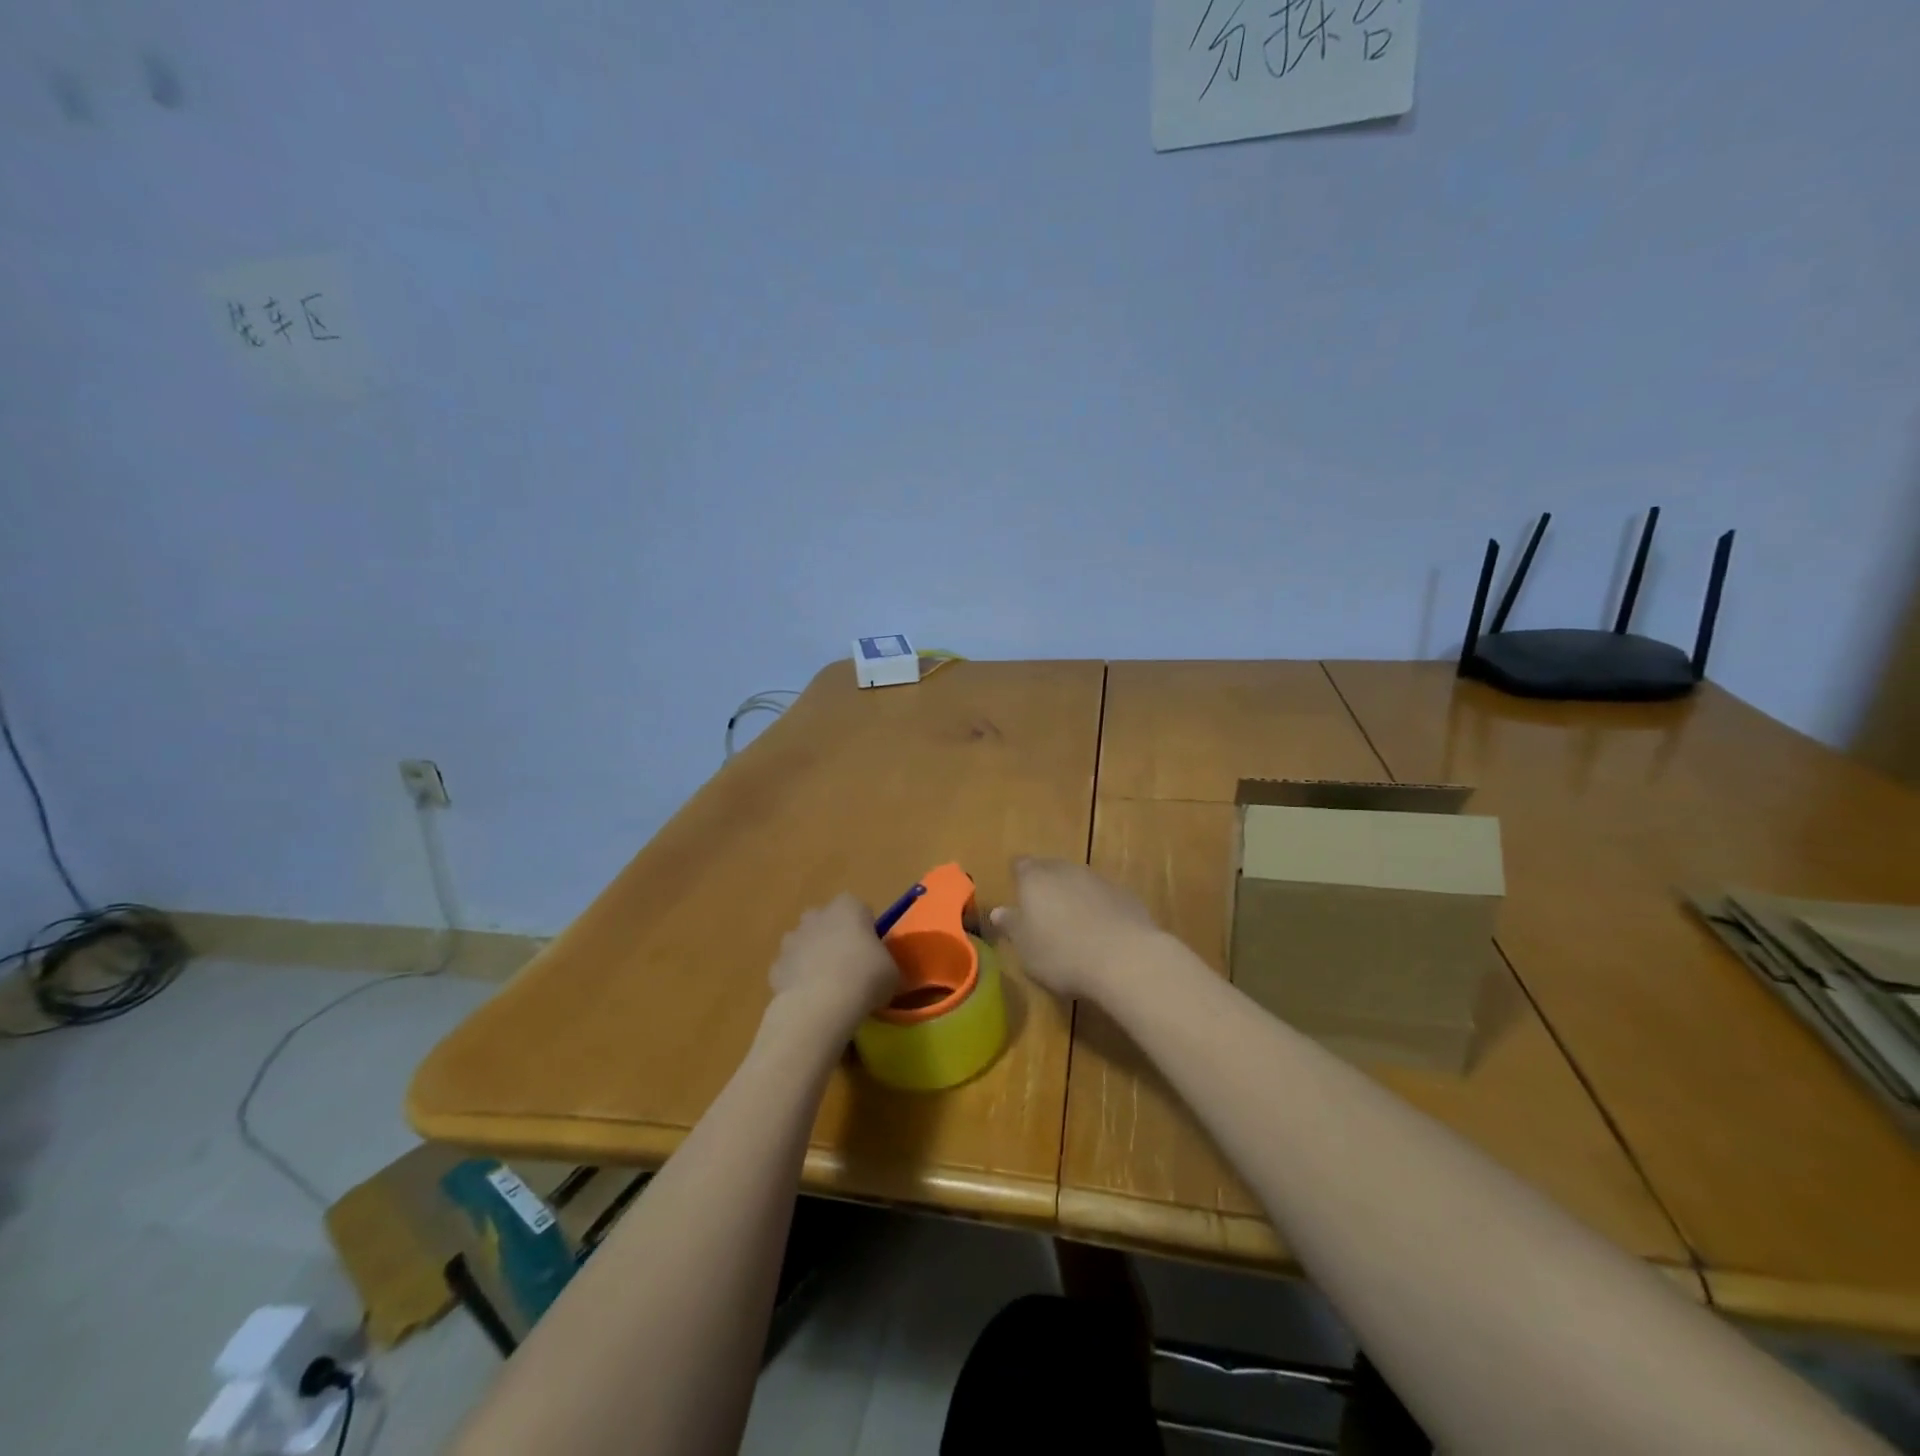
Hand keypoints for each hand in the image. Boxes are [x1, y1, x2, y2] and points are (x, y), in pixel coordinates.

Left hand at [765, 893, 899, 1039]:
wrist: (819, 1006)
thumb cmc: (865, 978)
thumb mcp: (893, 972)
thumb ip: (885, 962)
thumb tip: (881, 969)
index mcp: (849, 908)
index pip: (859, 908)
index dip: (866, 928)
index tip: (872, 950)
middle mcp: (817, 916)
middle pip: (826, 920)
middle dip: (834, 937)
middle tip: (849, 965)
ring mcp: (792, 940)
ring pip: (804, 943)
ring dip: (813, 957)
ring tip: (828, 987)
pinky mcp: (775, 966)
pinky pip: (790, 969)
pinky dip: (797, 980)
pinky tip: (810, 1001)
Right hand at [989, 857, 1162, 1002]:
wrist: (1124, 959)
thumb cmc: (1062, 954)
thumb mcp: (1025, 948)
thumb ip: (1011, 926)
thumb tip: (998, 911)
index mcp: (1034, 878)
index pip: (1020, 865)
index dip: (1018, 878)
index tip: (1018, 896)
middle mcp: (1065, 869)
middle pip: (1051, 869)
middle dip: (1046, 887)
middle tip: (1043, 914)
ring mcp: (1098, 879)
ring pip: (1079, 882)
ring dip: (1074, 897)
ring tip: (1073, 926)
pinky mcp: (1125, 894)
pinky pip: (1104, 897)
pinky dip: (1099, 908)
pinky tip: (1101, 934)